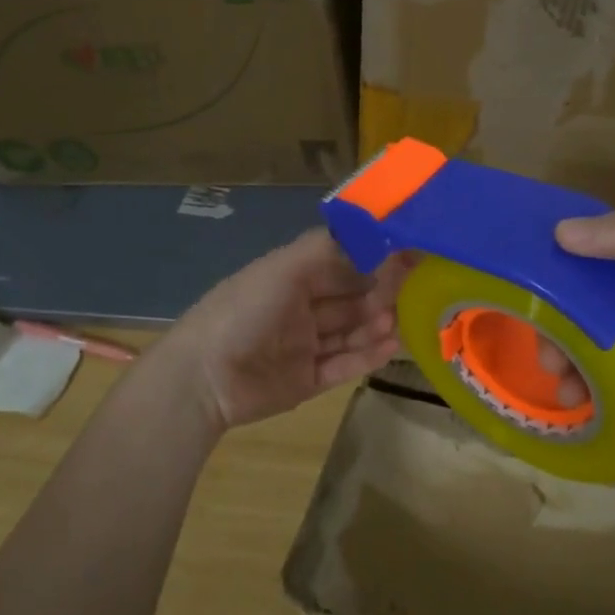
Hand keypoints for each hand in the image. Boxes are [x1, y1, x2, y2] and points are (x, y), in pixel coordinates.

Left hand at [163, 228, 407, 433]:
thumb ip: (326, 249)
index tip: (406, 254)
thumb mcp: (283, 269)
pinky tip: (391, 346)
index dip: (370, 260)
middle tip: (410, 291)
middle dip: (377, 294)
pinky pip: (343, 366)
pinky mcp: (306, 381)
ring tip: (399, 321)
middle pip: (348, 299)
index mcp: (291, 279)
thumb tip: (369, 233)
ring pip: (349, 332)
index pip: (339, 264)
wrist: (204, 378)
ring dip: (375, 325)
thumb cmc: (245, 312)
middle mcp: (299, 309)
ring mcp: (303, 347)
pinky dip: (366, 356)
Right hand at [553, 209, 614, 436]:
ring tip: (565, 393)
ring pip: (600, 336)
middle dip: (560, 326)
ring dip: (575, 359)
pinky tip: (582, 401)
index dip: (557, 262)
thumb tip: (559, 230)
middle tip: (545, 358)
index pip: (594, 248)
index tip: (522, 287)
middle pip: (588, 299)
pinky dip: (598, 379)